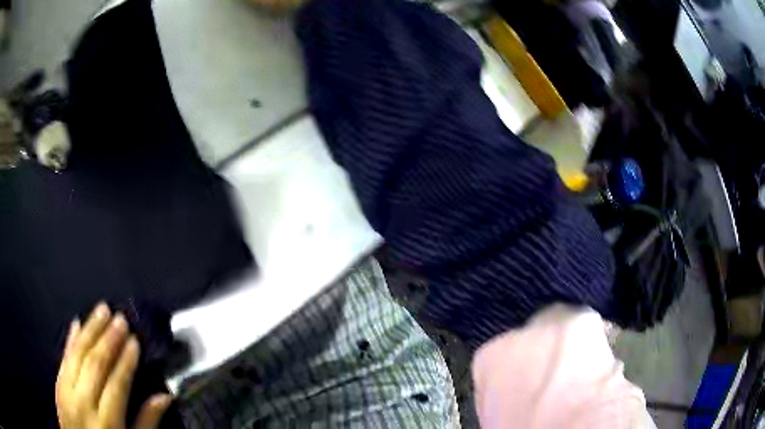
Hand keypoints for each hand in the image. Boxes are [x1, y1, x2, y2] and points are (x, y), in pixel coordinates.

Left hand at [56, 303, 171, 428]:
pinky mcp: (57, 385)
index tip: (134, 340)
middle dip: (108, 339)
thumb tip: (165, 397)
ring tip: (101, 310)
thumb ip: (146, 423)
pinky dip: (69, 340)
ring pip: (77, 355)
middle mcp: (83, 403)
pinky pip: (63, 358)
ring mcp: (67, 391)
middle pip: (94, 365)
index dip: (126, 361)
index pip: (116, 385)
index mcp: (106, 422)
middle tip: (120, 318)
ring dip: (89, 331)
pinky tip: (76, 324)